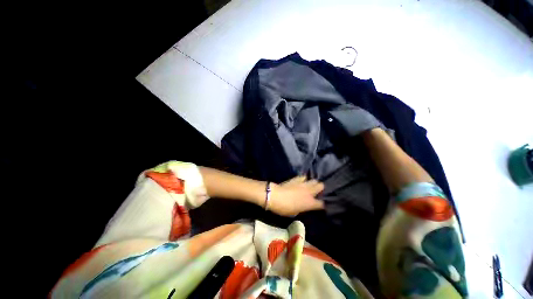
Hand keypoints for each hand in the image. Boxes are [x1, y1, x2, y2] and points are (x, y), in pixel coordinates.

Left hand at [267, 176, 324, 215]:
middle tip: (315, 193)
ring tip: (309, 186)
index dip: (322, 205)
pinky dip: (304, 179)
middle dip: (320, 189)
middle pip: (321, 186)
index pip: (322, 203)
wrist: (275, 196)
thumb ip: (303, 208)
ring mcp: (304, 184)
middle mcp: (310, 192)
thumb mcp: (295, 212)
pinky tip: (301, 182)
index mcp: (310, 203)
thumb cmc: (285, 208)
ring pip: (314, 180)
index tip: (319, 205)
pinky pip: (304, 177)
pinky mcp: (297, 179)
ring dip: (313, 183)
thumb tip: (305, 205)